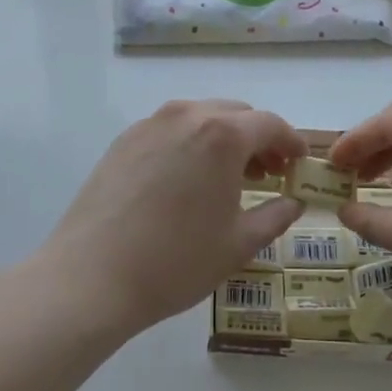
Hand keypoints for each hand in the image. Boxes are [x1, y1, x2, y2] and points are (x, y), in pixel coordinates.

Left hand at [41, 100, 307, 336]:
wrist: (92, 276)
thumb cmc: (176, 261)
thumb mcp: (239, 244)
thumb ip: (275, 216)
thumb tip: (293, 203)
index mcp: (222, 134)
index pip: (270, 125)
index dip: (291, 142)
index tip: (298, 162)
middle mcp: (186, 115)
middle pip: (235, 114)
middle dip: (258, 139)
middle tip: (267, 174)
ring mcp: (150, 125)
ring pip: (200, 117)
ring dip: (223, 139)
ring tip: (228, 177)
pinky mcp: (123, 140)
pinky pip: (170, 130)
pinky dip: (190, 143)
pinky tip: (187, 180)